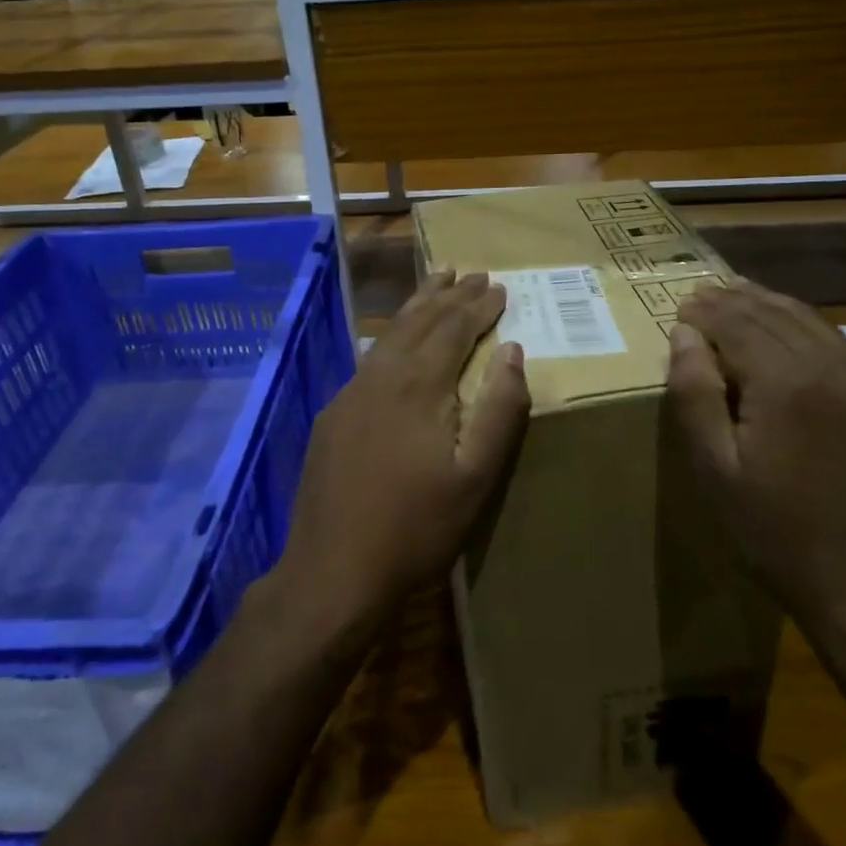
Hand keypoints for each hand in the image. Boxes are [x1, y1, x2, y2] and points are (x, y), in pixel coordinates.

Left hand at [274, 272, 529, 641]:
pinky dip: (394, 338)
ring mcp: (350, 394)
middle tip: (471, 272)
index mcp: (418, 385)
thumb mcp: (475, 476)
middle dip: (448, 295)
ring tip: (436, 285)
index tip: (500, 286)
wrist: (333, 573)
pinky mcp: (333, 416)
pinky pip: (370, 359)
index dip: (478, 305)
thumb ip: (498, 409)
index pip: (454, 328)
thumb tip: (512, 350)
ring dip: (418, 308)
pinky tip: (397, 343)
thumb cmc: (416, 528)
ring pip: (391, 336)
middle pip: (419, 322)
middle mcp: (380, 376)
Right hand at [666, 280, 845, 648]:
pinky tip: (792, 339)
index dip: (707, 310)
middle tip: (705, 292)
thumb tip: (683, 334)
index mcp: (787, 383)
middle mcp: (836, 370)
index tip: (682, 305)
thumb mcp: (715, 470)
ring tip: (742, 298)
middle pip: (778, 315)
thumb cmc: (774, 533)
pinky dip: (808, 333)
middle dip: (737, 300)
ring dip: (774, 308)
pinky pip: (844, 353)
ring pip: (815, 326)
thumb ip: (695, 394)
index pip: (739, 323)